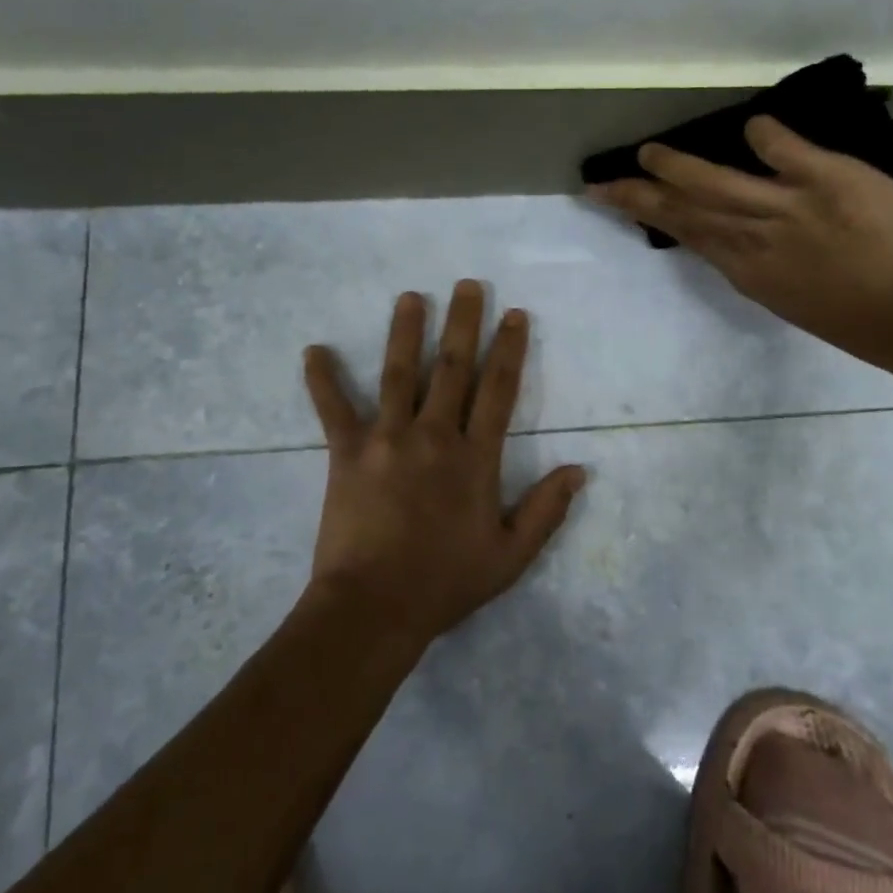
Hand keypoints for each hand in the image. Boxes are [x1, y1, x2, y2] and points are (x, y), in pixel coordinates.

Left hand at [301, 281, 586, 646]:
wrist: (374, 607)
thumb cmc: (445, 583)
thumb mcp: (510, 556)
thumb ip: (546, 510)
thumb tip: (579, 469)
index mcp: (475, 458)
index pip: (498, 391)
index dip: (509, 350)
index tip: (514, 315)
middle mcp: (433, 436)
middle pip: (453, 369)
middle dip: (464, 323)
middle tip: (468, 285)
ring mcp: (387, 440)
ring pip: (399, 374)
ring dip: (406, 332)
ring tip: (410, 297)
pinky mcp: (346, 453)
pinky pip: (333, 409)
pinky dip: (322, 380)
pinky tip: (313, 350)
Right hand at [587, 116, 892, 370]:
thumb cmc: (862, 321)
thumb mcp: (795, 300)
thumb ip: (766, 267)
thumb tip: (747, 242)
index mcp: (748, 273)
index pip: (690, 237)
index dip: (654, 219)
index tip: (627, 207)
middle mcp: (752, 240)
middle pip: (683, 213)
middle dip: (640, 196)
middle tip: (606, 182)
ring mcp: (784, 208)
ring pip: (714, 183)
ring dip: (677, 166)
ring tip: (648, 152)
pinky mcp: (825, 179)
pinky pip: (784, 149)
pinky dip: (766, 134)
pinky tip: (750, 124)